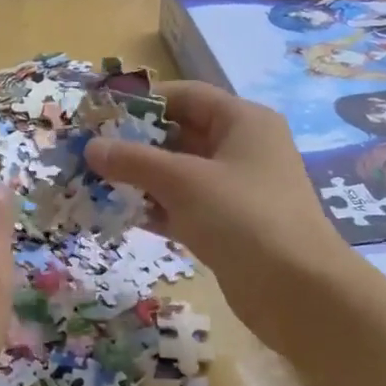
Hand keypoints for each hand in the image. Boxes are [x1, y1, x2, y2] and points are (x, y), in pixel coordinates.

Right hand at [84, 82, 349, 348]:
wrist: (296, 290)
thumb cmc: (242, 217)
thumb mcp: (184, 181)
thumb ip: (134, 161)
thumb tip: (91, 147)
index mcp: (242, 121)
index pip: (186, 96)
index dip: (143, 101)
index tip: (100, 113)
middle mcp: (241, 149)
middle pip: (181, 134)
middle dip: (135, 143)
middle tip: (89, 152)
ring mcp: (236, 190)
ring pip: (180, 174)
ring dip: (140, 178)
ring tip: (93, 183)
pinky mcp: (229, 226)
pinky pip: (184, 206)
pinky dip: (156, 208)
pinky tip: (119, 214)